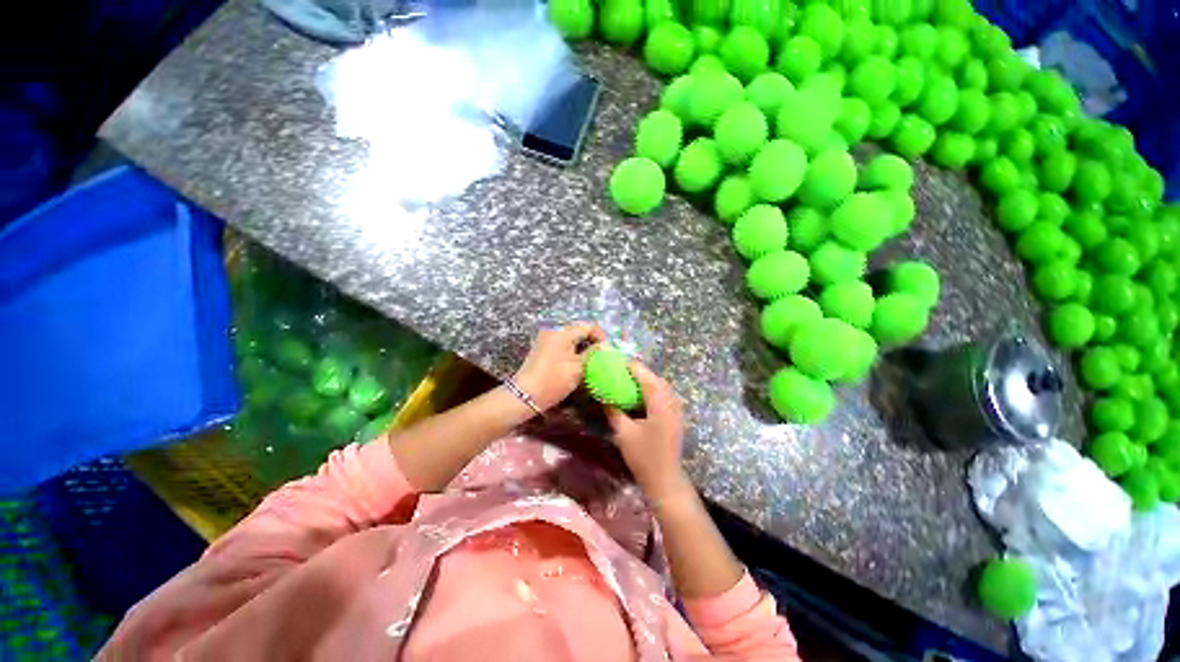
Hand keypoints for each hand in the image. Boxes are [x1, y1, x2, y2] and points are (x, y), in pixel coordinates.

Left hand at [513, 323, 605, 411]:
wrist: (525, 395)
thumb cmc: (554, 380)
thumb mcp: (579, 367)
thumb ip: (593, 353)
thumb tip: (606, 346)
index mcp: (563, 332)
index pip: (588, 326)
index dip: (601, 336)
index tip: (607, 351)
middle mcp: (553, 330)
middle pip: (579, 330)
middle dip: (592, 341)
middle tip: (601, 356)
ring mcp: (546, 338)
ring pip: (571, 337)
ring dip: (582, 346)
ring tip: (590, 361)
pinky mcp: (542, 347)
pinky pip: (562, 343)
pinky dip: (572, 350)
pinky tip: (577, 363)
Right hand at [606, 362, 690, 500]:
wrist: (665, 479)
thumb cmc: (644, 456)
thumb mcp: (624, 432)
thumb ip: (613, 411)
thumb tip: (604, 397)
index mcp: (659, 401)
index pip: (645, 375)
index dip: (630, 366)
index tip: (615, 363)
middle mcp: (671, 400)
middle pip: (655, 377)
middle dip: (638, 372)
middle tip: (620, 372)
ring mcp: (676, 408)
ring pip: (661, 385)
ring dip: (645, 381)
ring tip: (627, 382)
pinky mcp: (675, 416)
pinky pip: (663, 395)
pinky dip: (651, 390)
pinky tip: (639, 397)